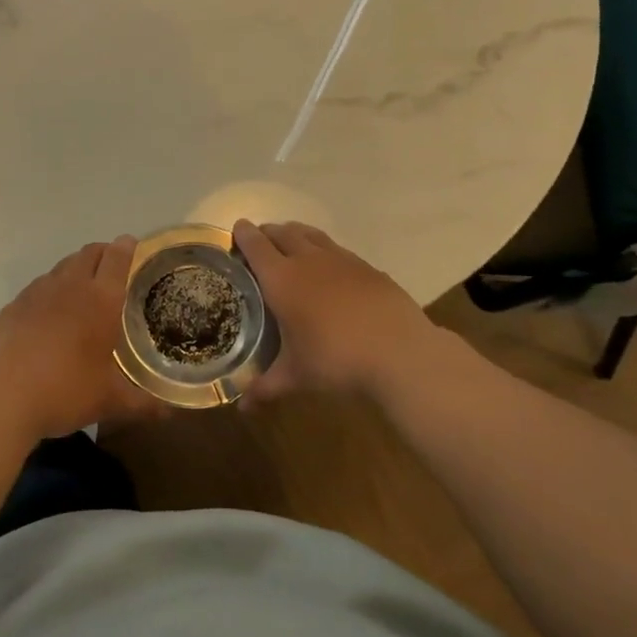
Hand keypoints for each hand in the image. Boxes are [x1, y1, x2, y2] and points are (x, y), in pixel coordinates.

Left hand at [0, 237, 166, 440]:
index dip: (126, 247)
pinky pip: (38, 288)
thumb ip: (142, 403)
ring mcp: (36, 293)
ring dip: (75, 270)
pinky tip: (48, 317)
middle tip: (113, 269)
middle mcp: (69, 286)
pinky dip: (50, 292)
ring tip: (82, 293)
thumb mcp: (109, 402)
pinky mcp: (12, 306)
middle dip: (103, 254)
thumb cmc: (64, 392)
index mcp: (100, 299)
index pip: (116, 257)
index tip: (132, 245)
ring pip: (61, 268)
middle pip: (88, 254)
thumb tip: (169, 412)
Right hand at [232, 220, 441, 403]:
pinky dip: (326, 252)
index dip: (244, 235)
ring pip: (312, 235)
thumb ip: (266, 386)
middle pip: (283, 232)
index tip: (237, 229)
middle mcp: (308, 260)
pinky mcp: (368, 268)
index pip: (256, 246)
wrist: (400, 352)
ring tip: (292, 244)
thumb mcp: (296, 376)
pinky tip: (331, 271)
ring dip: (296, 235)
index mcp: (282, 279)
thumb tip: (242, 407)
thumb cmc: (336, 360)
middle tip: (260, 241)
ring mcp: (342, 260)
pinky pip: (338, 250)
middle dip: (268, 232)